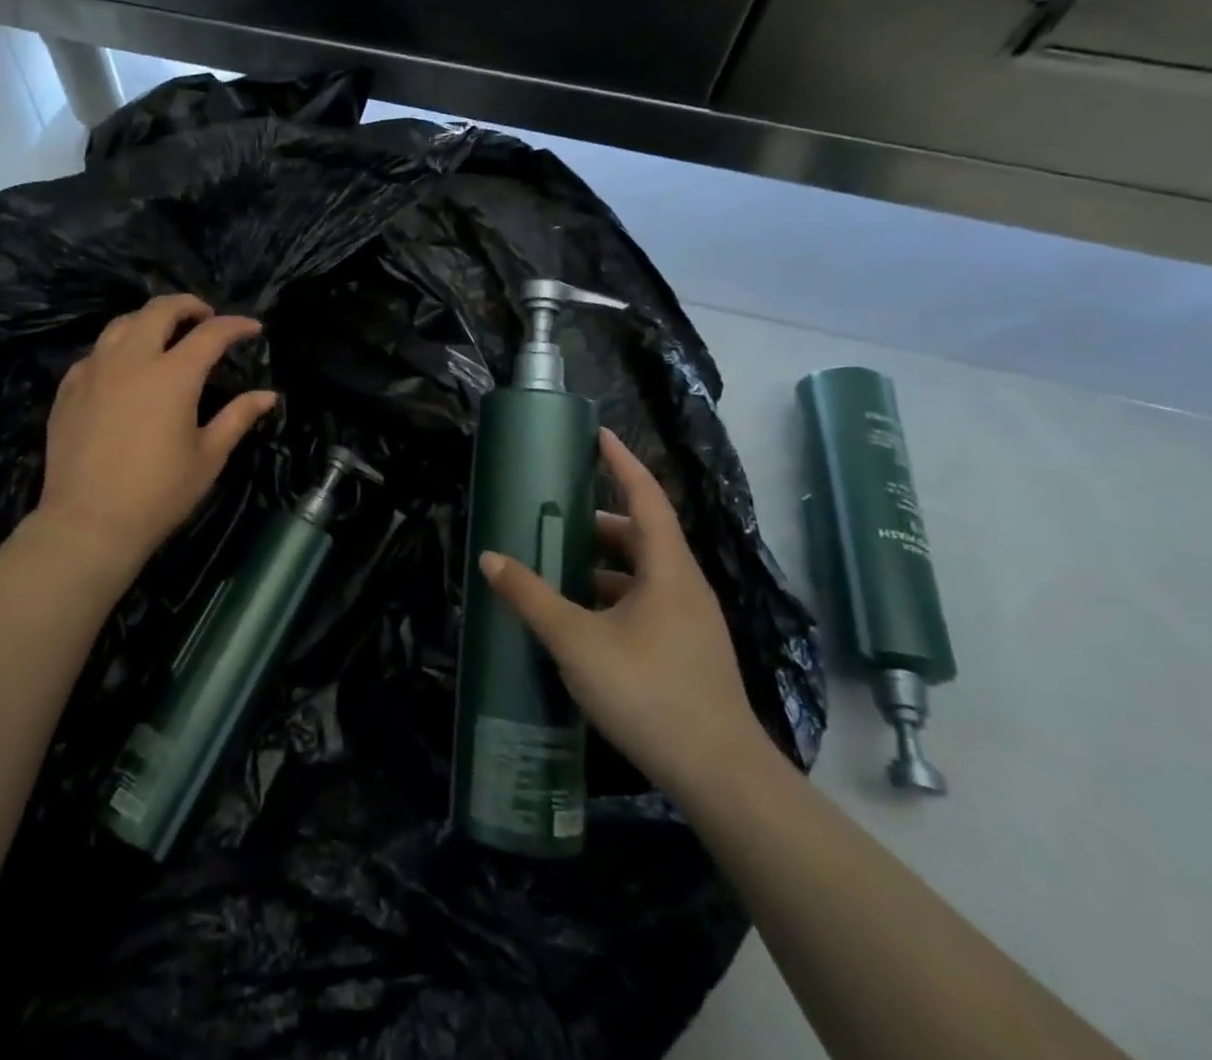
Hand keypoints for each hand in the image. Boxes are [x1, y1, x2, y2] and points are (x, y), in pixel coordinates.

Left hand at [33, 293, 277, 588]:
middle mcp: (132, 360)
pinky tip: (124, 368)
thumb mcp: (208, 457)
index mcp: (173, 375)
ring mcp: (94, 370)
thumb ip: (238, 417)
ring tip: (164, 334)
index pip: (211, 334)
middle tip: (206, 317)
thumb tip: (268, 395)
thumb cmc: (159, 493)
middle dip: (189, 305)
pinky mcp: (69, 387)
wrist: (89, 523)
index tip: (252, 328)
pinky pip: (96, 352)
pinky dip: (118, 348)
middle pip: (160, 310)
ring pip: (122, 323)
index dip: (236, 325)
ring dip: (149, 320)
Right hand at [478, 428, 766, 792]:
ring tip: (560, 572)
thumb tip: (490, 558)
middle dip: (600, 523)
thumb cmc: (648, 692)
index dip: (622, 462)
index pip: (646, 497)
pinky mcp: (688, 651)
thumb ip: (531, 597)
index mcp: (667, 569)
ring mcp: (691, 621)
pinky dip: (614, 597)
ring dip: (604, 566)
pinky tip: (584, 622)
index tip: (598, 435)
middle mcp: (685, 586)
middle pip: (643, 536)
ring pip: (644, 574)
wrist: (721, 776)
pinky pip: (647, 604)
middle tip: (556, 522)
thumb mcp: (576, 641)